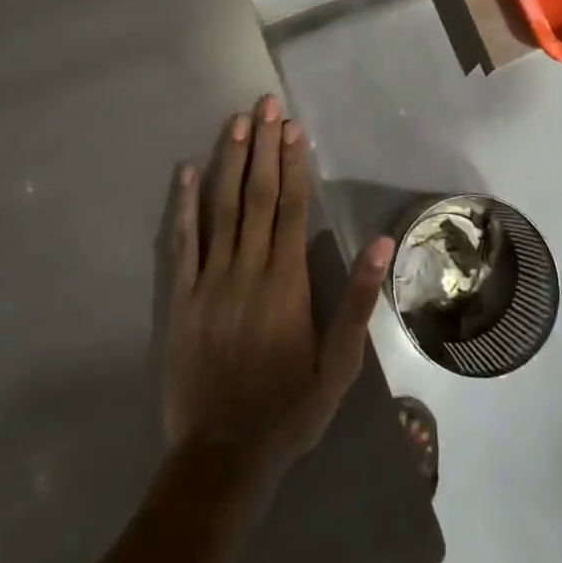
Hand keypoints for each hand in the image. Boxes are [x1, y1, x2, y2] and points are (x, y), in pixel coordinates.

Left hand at [162, 95, 394, 492]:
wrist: (222, 457)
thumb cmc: (289, 408)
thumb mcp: (339, 365)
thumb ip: (357, 301)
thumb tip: (382, 243)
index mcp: (286, 282)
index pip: (292, 207)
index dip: (293, 163)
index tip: (293, 127)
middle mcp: (248, 270)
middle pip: (257, 196)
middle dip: (263, 147)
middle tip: (265, 104)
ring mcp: (209, 281)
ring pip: (221, 208)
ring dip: (229, 161)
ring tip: (236, 122)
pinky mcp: (180, 298)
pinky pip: (182, 242)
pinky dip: (184, 205)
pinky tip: (186, 171)